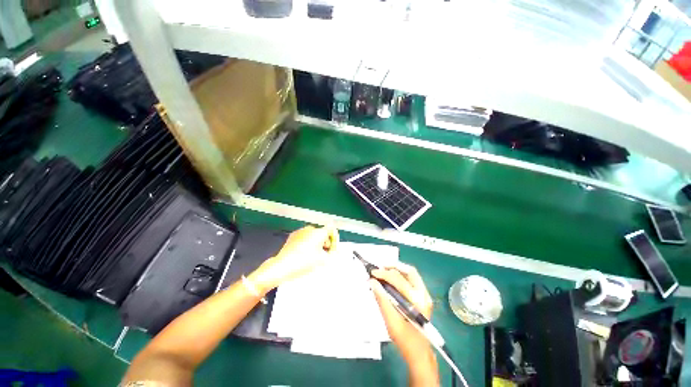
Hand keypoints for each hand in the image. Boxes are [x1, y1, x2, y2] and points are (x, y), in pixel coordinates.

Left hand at [252, 225, 338, 290]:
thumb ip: (333, 253)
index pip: (332, 230)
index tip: (332, 249)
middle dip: (325, 243)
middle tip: (323, 255)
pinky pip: (305, 237)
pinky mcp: (293, 236)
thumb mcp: (323, 260)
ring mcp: (300, 231)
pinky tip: (304, 254)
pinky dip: (307, 243)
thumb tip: (336, 251)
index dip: (334, 240)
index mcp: (319, 232)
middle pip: (323, 233)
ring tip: (313, 256)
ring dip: (316, 243)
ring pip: (313, 235)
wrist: (282, 266)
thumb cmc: (304, 262)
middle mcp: (310, 228)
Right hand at [370, 263, 438, 385]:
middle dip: (392, 267)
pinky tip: (390, 279)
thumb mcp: (391, 321)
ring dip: (396, 270)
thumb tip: (372, 282)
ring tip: (383, 271)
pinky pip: (411, 279)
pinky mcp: (422, 296)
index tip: (372, 273)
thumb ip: (382, 299)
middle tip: (379, 269)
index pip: (399, 280)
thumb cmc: (405, 340)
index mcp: (418, 301)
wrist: (419, 353)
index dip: (384, 274)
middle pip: (409, 271)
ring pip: (410, 274)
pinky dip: (400, 276)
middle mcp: (424, 294)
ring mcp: (425, 295)